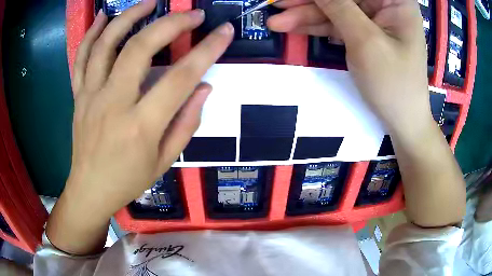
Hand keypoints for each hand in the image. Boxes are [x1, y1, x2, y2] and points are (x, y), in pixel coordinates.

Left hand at [47, 0, 233, 253]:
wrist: (90, 189)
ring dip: (129, 17)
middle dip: (171, 23)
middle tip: (192, 14)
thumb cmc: (128, 181)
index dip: (207, 50)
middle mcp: (113, 104)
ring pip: (106, 44)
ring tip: (149, 3)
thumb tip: (204, 87)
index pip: (180, 78)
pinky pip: (81, 58)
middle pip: (140, 49)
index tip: (225, 31)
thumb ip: (186, 123)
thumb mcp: (164, 161)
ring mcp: (91, 96)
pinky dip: (91, 33)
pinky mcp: (79, 95)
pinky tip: (103, 16)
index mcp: (140, 126)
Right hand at [268, 0, 430, 134]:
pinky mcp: (365, 33)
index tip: (296, 0)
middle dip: (310, 3)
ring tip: (276, 22)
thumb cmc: (393, 83)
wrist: (402, 122)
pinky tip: (292, 27)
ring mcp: (375, 19)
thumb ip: (337, 5)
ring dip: (306, 15)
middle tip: (277, 4)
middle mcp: (385, 5)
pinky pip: (337, 24)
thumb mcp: (364, 40)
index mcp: (395, 1)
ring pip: (335, 9)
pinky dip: (316, 27)